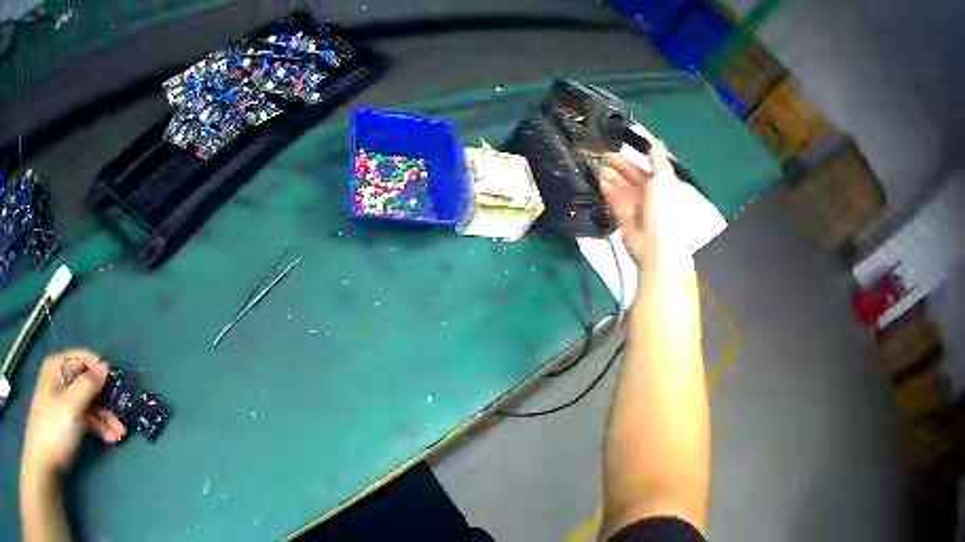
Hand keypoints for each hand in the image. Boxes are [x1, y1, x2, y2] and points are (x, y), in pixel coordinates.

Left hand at [22, 350, 126, 476]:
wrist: (44, 458)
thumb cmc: (54, 428)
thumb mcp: (70, 407)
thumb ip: (87, 386)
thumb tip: (105, 367)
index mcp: (58, 367)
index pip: (83, 358)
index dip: (101, 370)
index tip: (119, 387)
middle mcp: (61, 379)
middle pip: (87, 382)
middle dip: (106, 400)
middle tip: (123, 418)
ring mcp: (64, 400)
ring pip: (88, 402)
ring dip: (105, 417)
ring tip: (120, 435)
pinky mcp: (67, 419)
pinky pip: (86, 417)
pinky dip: (98, 426)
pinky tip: (110, 438)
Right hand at [599, 142, 681, 262]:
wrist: (654, 242)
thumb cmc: (664, 209)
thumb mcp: (664, 178)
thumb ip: (658, 160)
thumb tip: (655, 143)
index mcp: (660, 184)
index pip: (644, 167)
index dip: (631, 157)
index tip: (617, 146)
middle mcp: (647, 194)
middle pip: (629, 175)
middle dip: (617, 164)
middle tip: (601, 153)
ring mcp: (633, 204)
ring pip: (619, 185)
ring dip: (609, 174)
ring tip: (596, 163)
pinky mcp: (621, 215)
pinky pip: (612, 198)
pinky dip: (606, 188)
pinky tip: (598, 179)